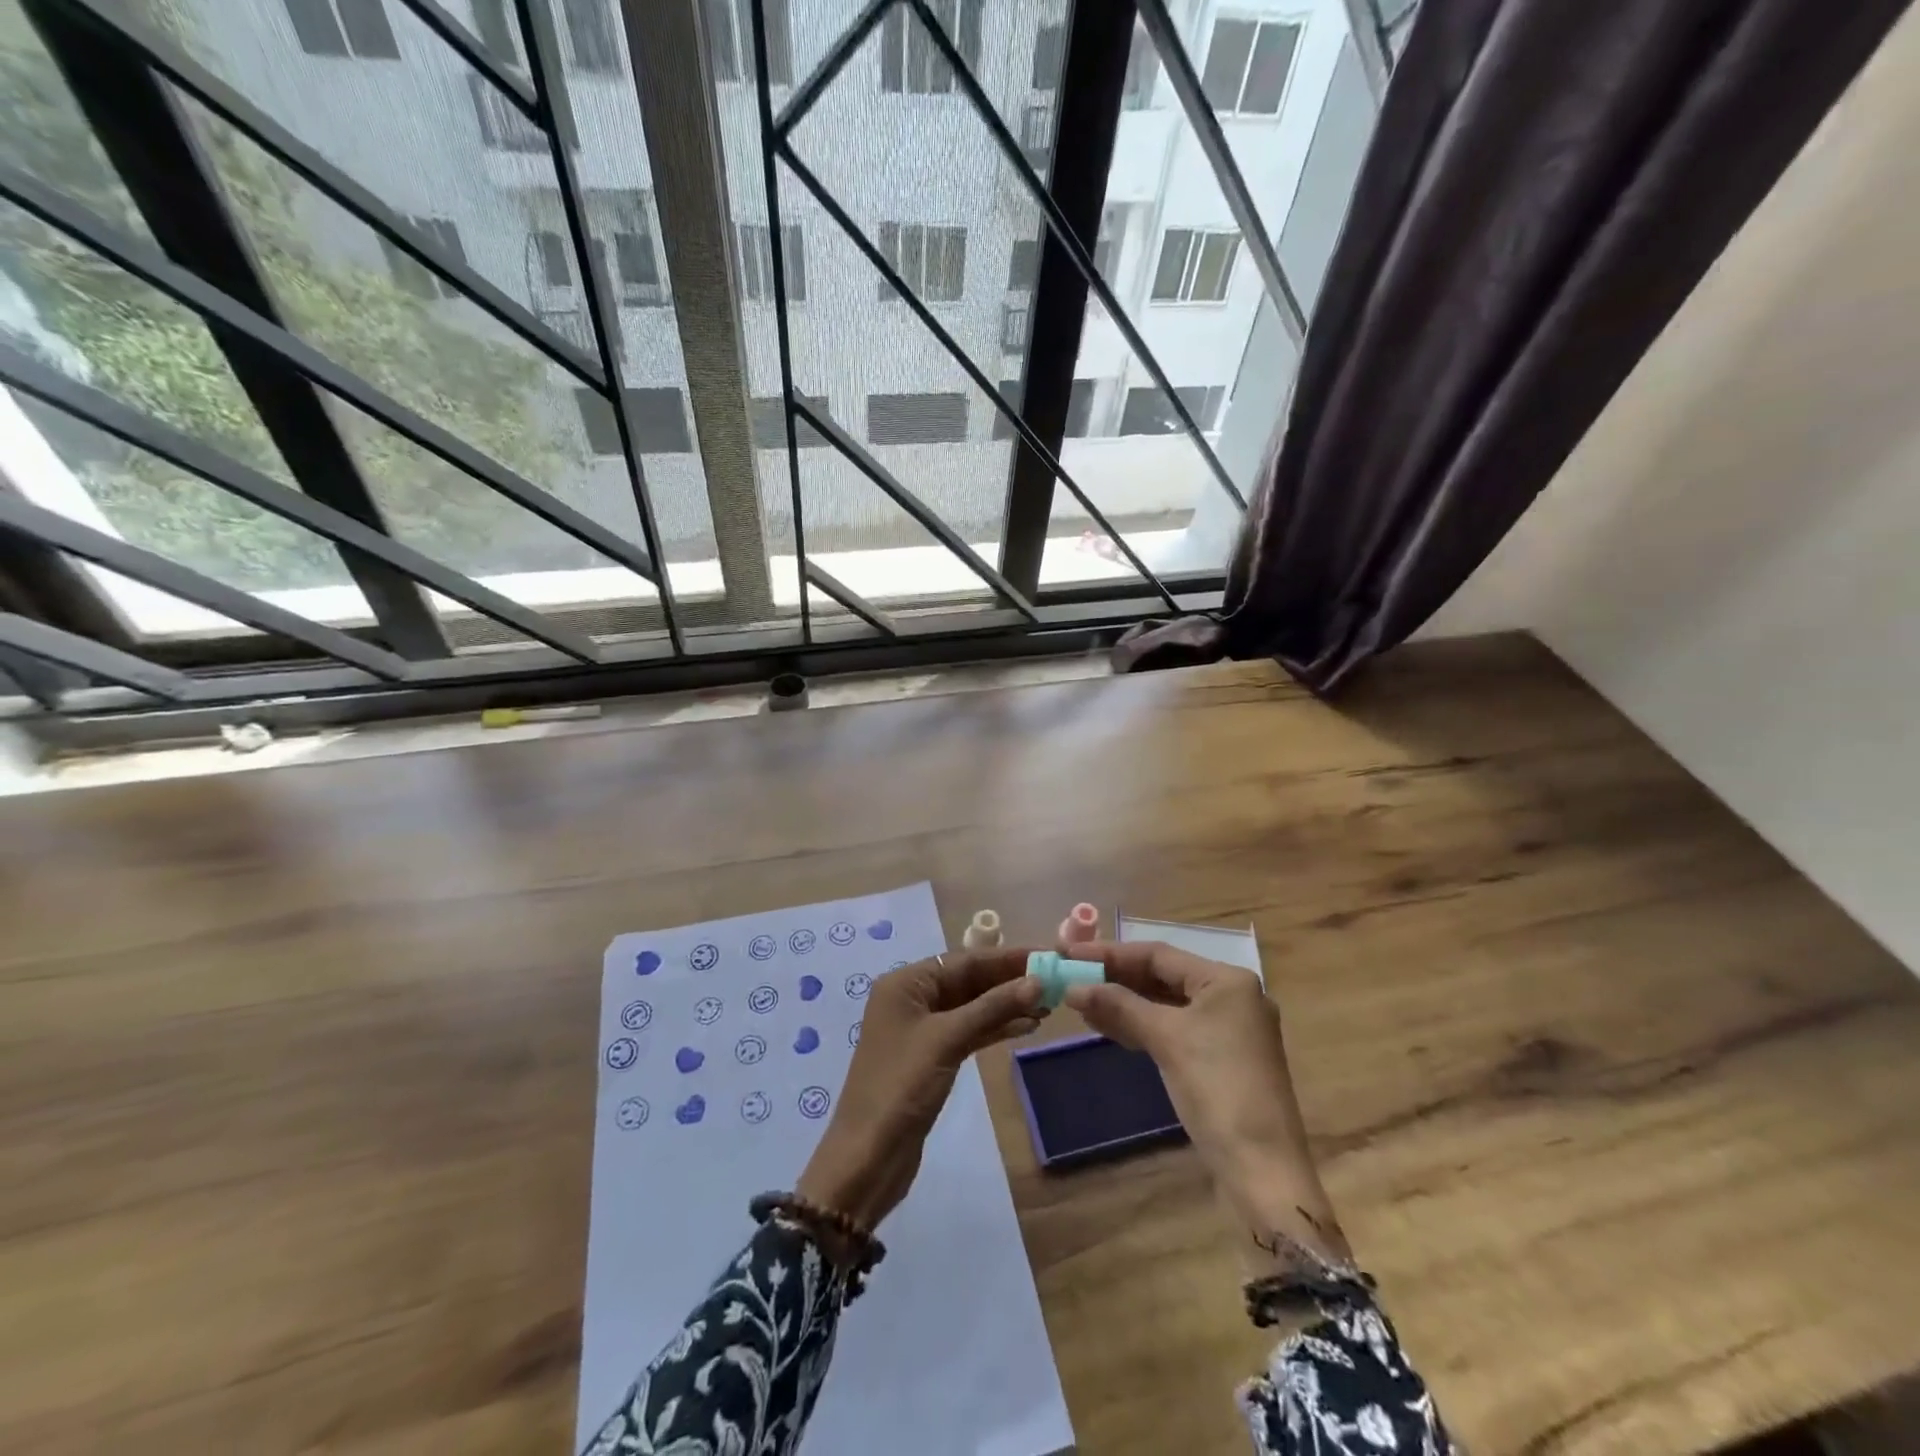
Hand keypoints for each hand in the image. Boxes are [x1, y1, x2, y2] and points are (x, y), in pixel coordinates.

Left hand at [797, 947, 1043, 1230]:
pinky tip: (1026, 1027)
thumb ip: (992, 1007)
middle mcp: (911, 998)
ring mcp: (920, 1029)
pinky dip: (994, 1028)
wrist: (867, 1157)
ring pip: (971, 1007)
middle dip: (1009, 981)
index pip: (963, 960)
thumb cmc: (902, 1086)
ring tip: (1048, 1005)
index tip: (1046, 955)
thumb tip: (1036, 981)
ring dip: (1006, 1005)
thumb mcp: (948, 1039)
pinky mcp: (931, 1057)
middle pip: (968, 980)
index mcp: (905, 983)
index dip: (1006, 958)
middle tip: (1054, 981)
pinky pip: (968, 1031)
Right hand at [1062, 941, 1347, 1259]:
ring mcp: (1228, 1030)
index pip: (1158, 954)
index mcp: (1227, 980)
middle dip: (1116, 978)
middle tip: (1072, 976)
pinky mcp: (1219, 1059)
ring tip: (1081, 1003)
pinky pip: (1173, 1029)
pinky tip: (1108, 1027)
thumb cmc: (1217, 1089)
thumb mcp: (1166, 1039)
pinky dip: (1141, 1026)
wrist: (1262, 1171)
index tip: (1069, 953)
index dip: (1110, 953)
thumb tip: (1073, 987)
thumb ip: (1119, 1005)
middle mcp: (1232, 996)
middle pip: (1162, 976)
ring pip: (1165, 1004)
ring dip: (1124, 1003)